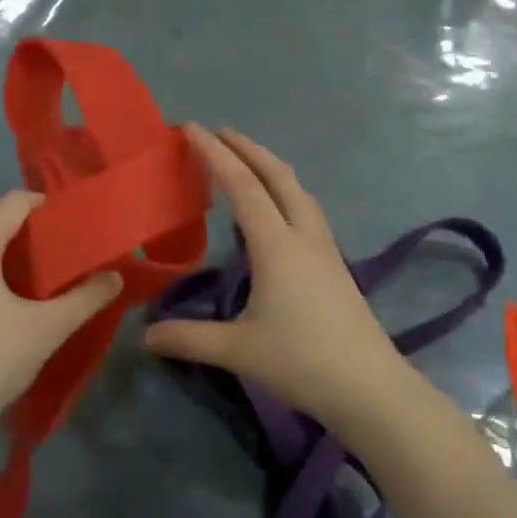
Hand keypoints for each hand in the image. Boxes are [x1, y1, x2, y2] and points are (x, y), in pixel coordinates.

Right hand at [145, 127, 404, 433]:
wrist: (372, 389)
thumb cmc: (303, 362)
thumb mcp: (238, 351)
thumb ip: (188, 338)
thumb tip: (144, 336)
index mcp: (277, 245)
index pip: (243, 185)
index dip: (215, 154)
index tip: (191, 128)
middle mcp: (303, 236)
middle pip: (278, 175)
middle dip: (247, 148)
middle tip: (218, 133)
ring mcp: (325, 249)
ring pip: (298, 190)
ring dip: (270, 167)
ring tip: (246, 162)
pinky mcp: (336, 265)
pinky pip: (306, 210)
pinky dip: (285, 192)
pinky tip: (276, 211)